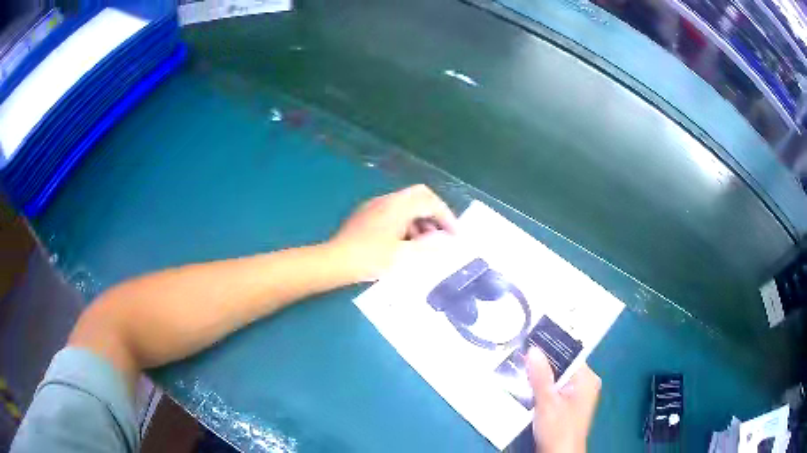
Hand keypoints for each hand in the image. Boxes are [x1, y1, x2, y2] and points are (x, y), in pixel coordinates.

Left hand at [328, 184, 457, 281]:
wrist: (335, 261)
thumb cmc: (371, 259)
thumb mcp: (404, 256)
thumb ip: (429, 246)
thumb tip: (447, 241)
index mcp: (399, 206)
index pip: (430, 202)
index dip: (447, 217)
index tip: (456, 235)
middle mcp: (388, 200)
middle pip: (419, 196)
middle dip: (435, 213)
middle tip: (443, 233)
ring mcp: (375, 205)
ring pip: (406, 204)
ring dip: (420, 219)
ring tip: (426, 243)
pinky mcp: (366, 214)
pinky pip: (394, 211)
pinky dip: (407, 222)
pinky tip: (405, 242)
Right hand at [527, 348, 600, 452]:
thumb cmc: (558, 428)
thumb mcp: (547, 402)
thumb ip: (541, 376)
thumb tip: (533, 349)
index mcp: (587, 379)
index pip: (569, 354)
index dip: (550, 347)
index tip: (530, 340)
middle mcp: (585, 384)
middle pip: (562, 366)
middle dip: (542, 363)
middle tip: (520, 353)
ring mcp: (577, 396)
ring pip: (556, 379)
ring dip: (540, 376)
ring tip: (519, 365)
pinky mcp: (567, 406)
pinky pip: (554, 389)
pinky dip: (542, 388)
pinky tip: (526, 385)